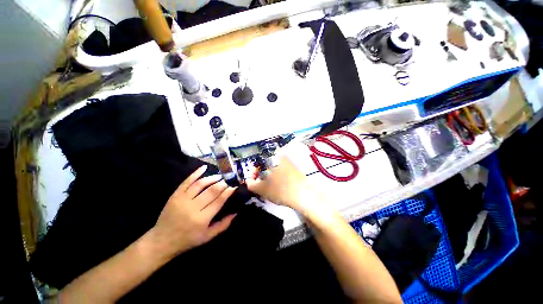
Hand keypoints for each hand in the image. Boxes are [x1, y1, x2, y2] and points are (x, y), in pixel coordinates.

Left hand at [149, 165, 236, 257]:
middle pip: (211, 191)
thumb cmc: (188, 240)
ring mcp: (182, 200)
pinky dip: (196, 173)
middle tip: (229, 180)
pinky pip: (187, 181)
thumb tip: (236, 212)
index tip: (234, 186)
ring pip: (200, 184)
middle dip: (222, 184)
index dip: (228, 192)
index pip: (219, 201)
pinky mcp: (175, 195)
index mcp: (202, 219)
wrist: (162, 240)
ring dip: (212, 178)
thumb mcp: (208, 236)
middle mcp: (193, 208)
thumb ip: (223, 224)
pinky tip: (204, 167)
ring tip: (219, 176)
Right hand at [246, 156, 328, 214]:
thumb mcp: (262, 189)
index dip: (254, 172)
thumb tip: (248, 181)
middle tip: (261, 185)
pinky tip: (279, 186)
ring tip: (270, 187)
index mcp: (272, 158)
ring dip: (269, 176)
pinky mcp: (295, 169)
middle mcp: (281, 157)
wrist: (305, 195)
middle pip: (266, 165)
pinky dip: (278, 177)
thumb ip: (251, 184)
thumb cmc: (280, 190)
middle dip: (261, 175)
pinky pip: (282, 171)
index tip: (253, 181)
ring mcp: (289, 163)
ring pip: (274, 168)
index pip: (258, 162)